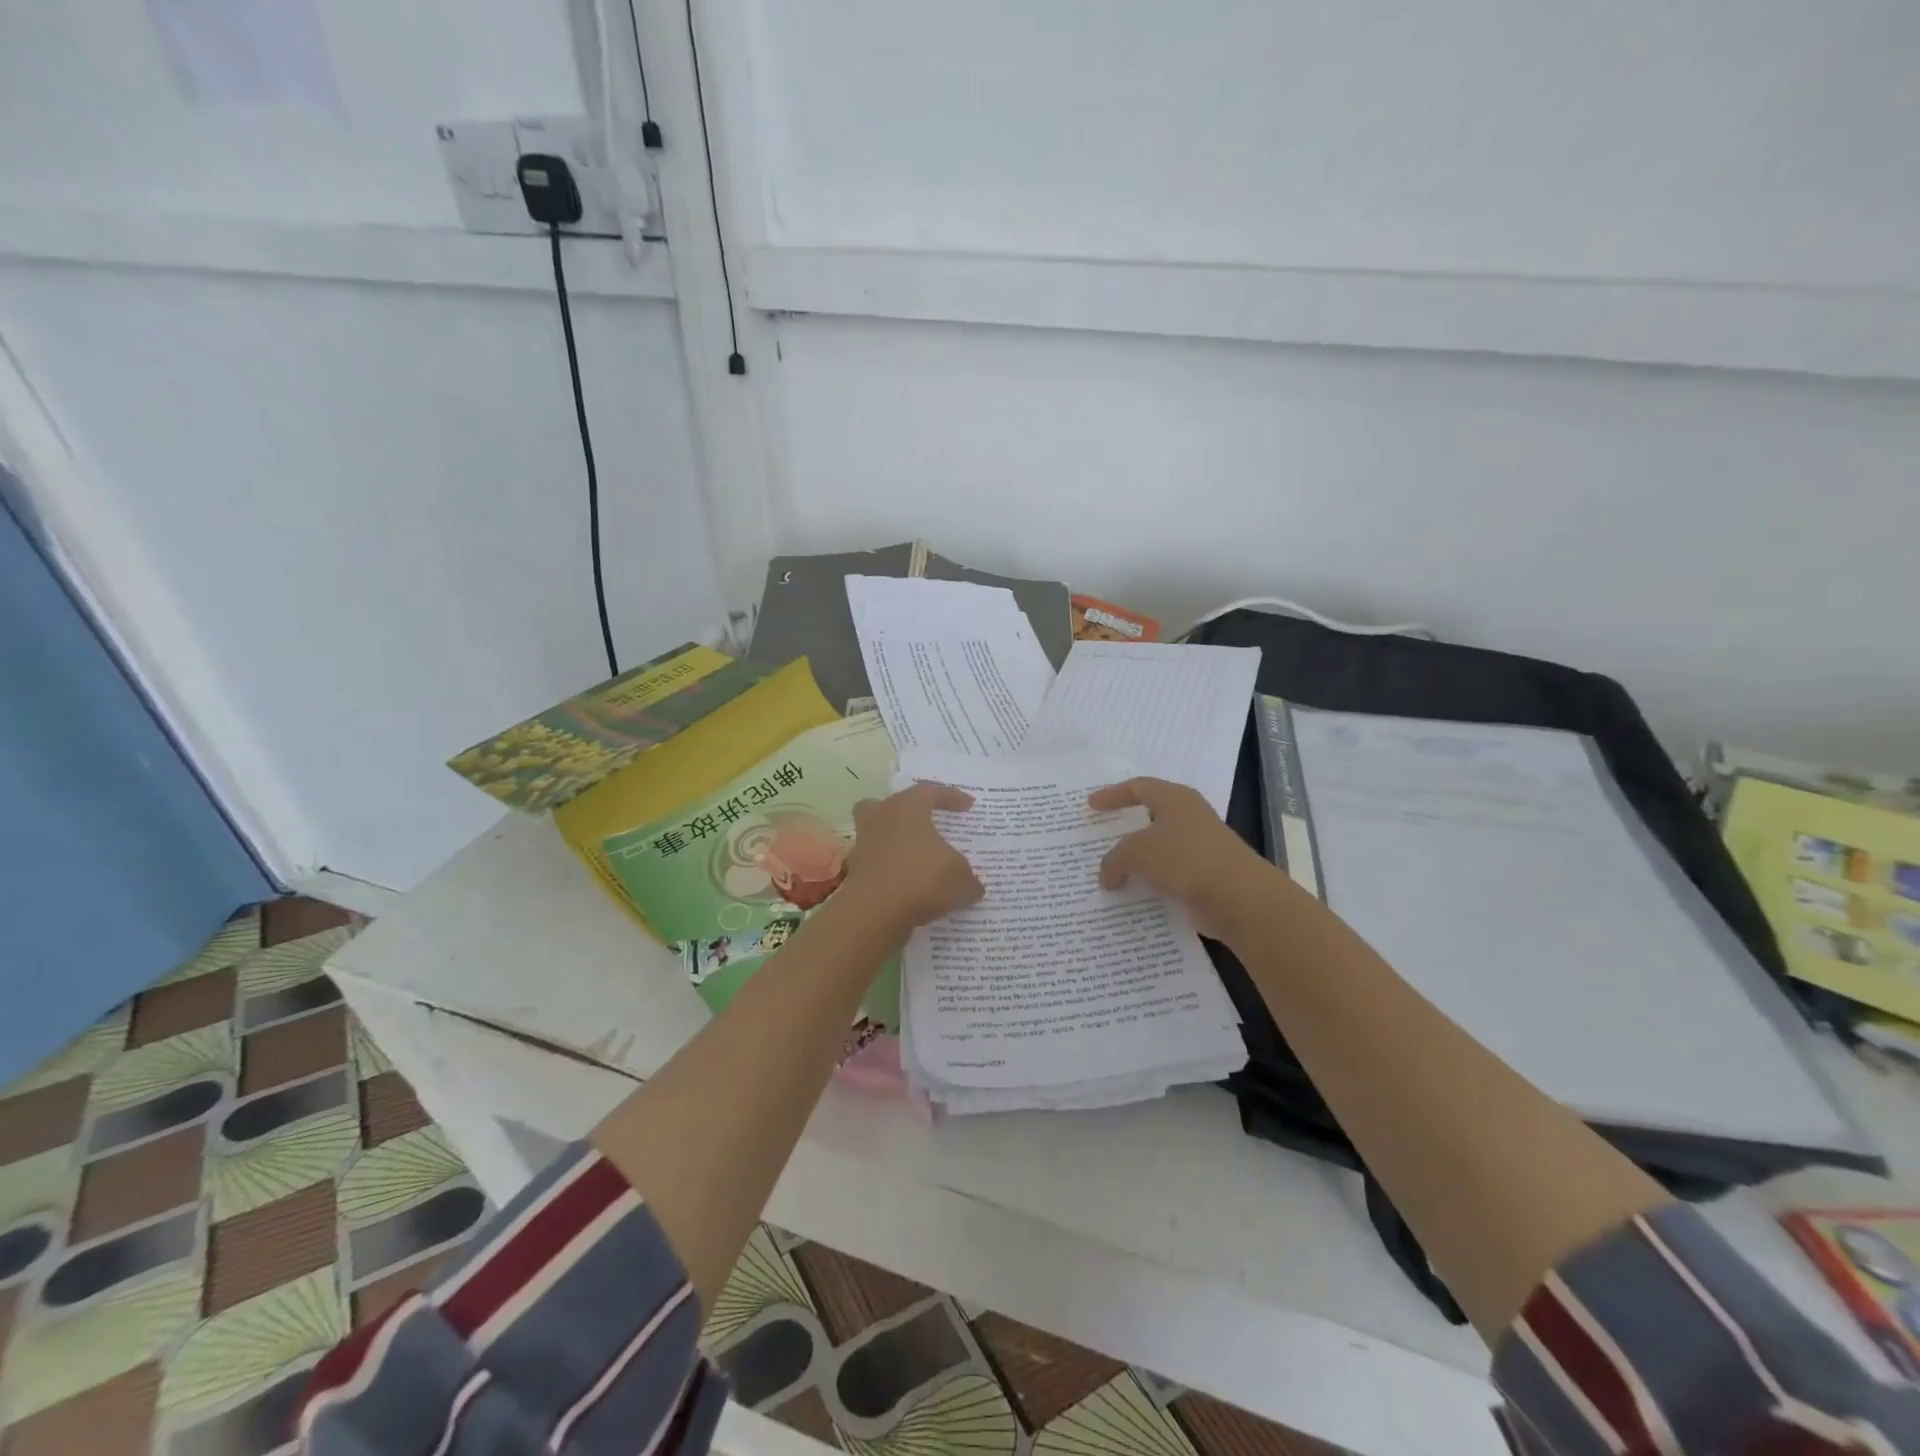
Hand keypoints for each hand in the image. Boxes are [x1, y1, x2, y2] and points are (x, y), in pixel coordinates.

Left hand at [845, 783, 984, 937]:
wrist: (874, 914)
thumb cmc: (921, 880)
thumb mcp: (961, 879)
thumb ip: (969, 879)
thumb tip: (972, 885)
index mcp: (906, 809)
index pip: (930, 791)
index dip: (951, 796)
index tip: (968, 806)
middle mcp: (881, 820)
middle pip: (889, 805)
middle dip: (907, 812)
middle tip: (925, 822)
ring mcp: (864, 847)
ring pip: (877, 834)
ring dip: (896, 843)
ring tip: (917, 858)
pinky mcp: (855, 873)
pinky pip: (877, 864)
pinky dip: (892, 872)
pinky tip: (910, 888)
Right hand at [1089, 777, 1270, 939]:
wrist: (1239, 898)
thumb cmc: (1185, 859)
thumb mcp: (1137, 853)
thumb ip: (1114, 860)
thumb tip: (1107, 876)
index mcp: (1175, 799)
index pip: (1139, 787)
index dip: (1113, 794)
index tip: (1091, 805)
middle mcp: (1189, 817)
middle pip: (1150, 816)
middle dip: (1125, 827)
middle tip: (1101, 834)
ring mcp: (1200, 847)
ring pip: (1159, 848)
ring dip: (1137, 859)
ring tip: (1111, 870)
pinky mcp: (1205, 875)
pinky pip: (1168, 874)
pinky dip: (1150, 881)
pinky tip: (1133, 893)